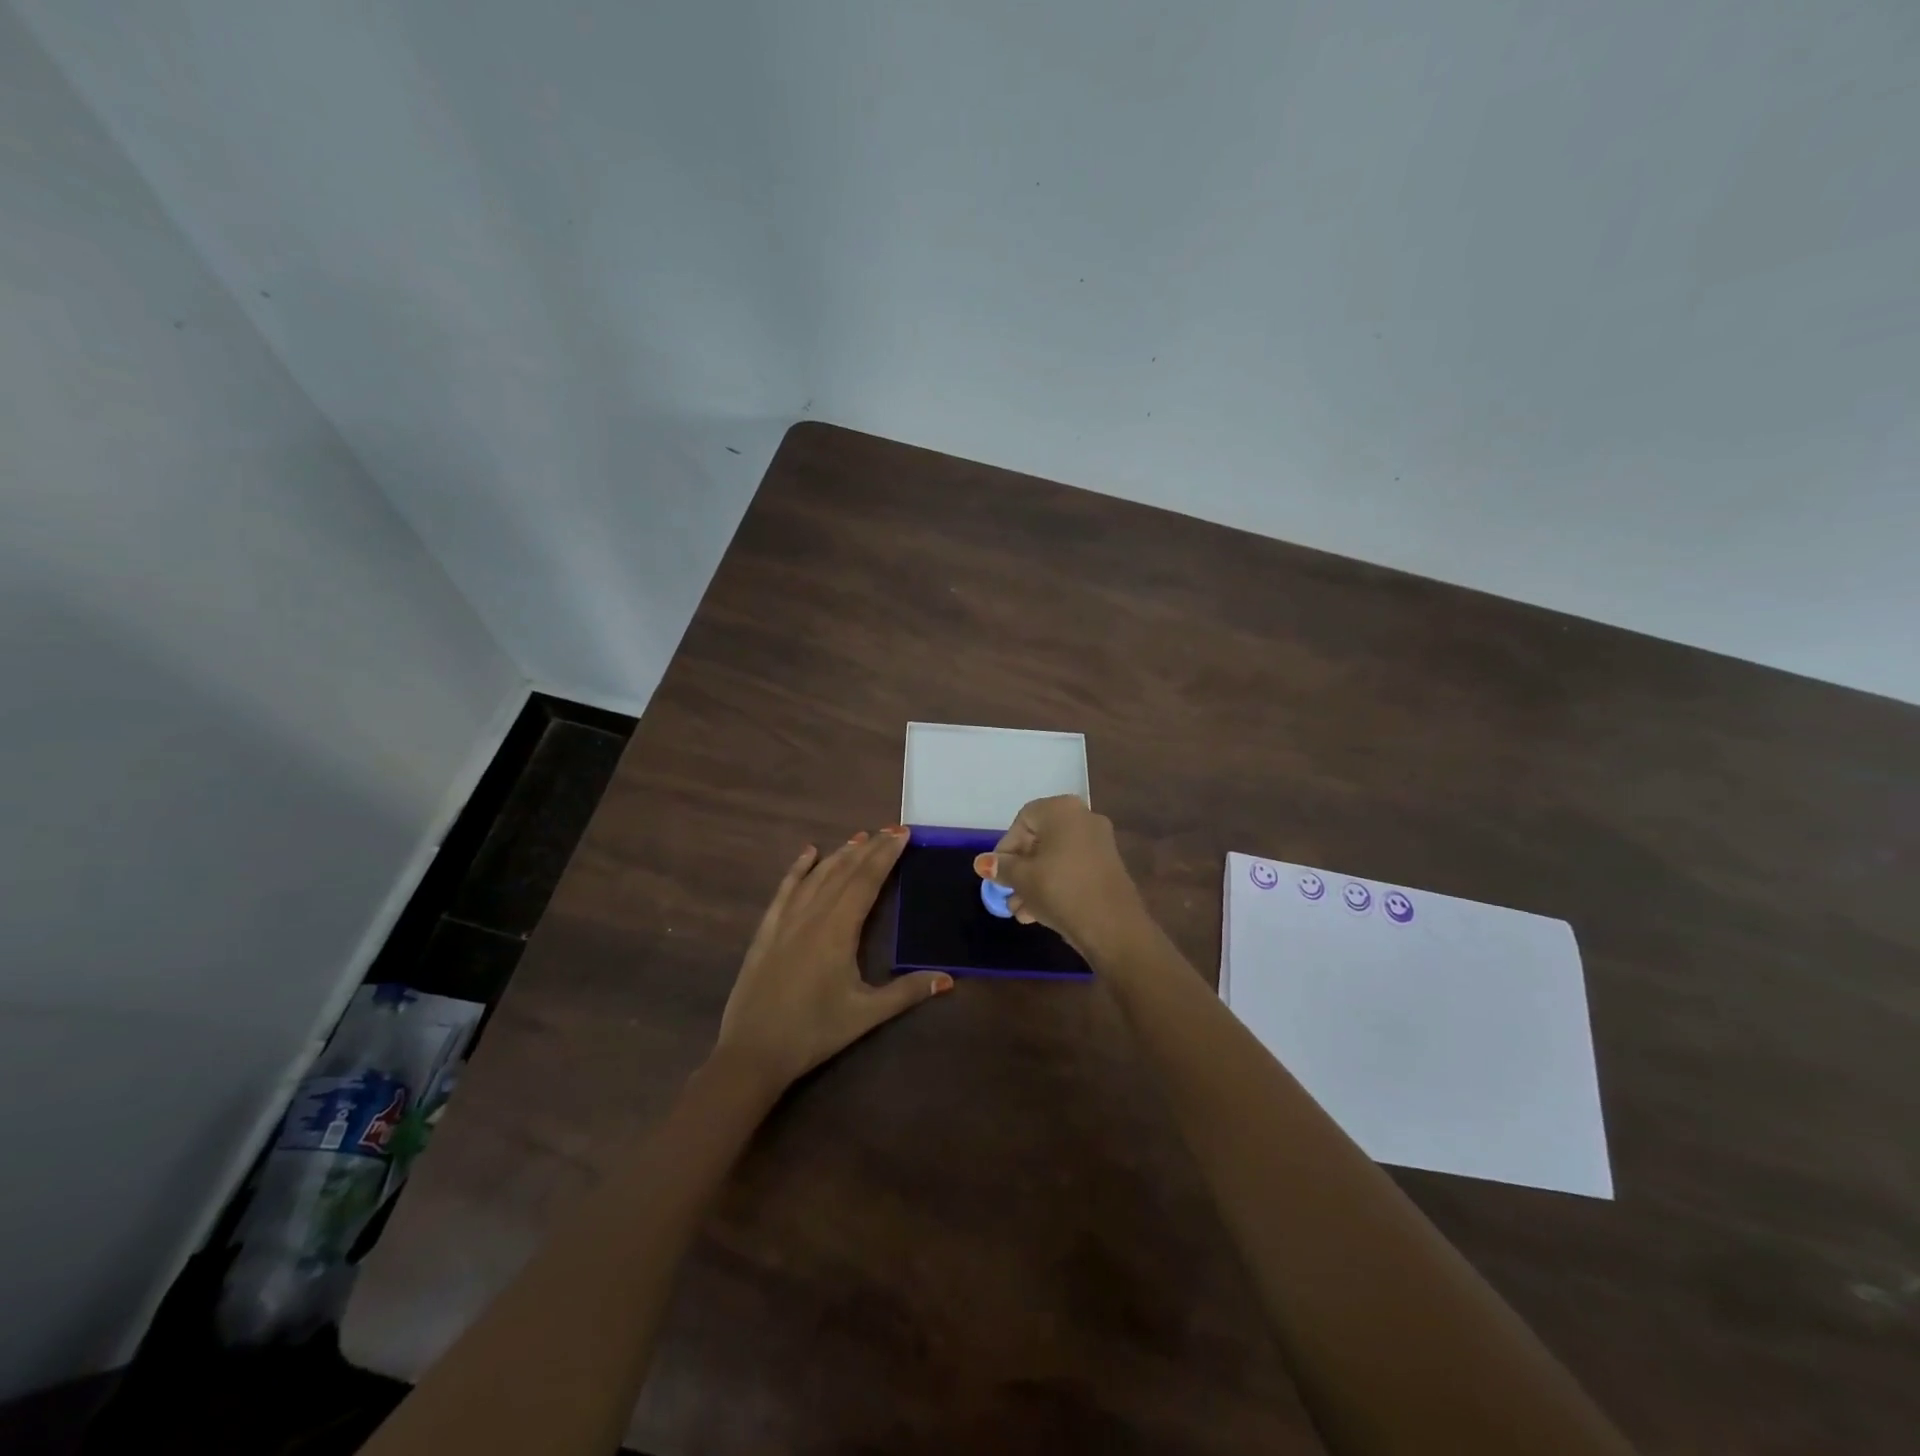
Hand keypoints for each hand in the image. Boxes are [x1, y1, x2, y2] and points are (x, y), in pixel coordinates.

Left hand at [716, 827, 951, 1088]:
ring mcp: (785, 921)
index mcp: (838, 930)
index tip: (903, 834)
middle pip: (844, 872)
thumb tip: (948, 979)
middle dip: (870, 849)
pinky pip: (785, 890)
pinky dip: (798, 869)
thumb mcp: (865, 1014)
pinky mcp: (767, 931)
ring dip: (840, 854)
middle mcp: (812, 915)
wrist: (752, 1052)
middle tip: (891, 829)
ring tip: (860, 836)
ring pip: (817, 876)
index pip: (866, 881)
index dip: (886, 856)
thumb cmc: (813, 1032)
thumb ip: (907, 993)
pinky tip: (808, 853)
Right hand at [972, 796, 1147, 957]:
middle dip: (1019, 870)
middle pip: (1039, 840)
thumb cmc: (1060, 890)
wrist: (1113, 927)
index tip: (997, 874)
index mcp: (1062, 810)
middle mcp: (1083, 818)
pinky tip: (1038, 914)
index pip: (1023, 821)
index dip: (1005, 848)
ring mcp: (1099, 843)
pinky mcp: (1107, 867)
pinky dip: (1054, 885)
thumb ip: (1001, 867)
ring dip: (1034, 883)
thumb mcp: (1022, 878)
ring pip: (1055, 858)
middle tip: (1007, 895)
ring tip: (1020, 912)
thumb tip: (983, 862)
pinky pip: (1072, 869)